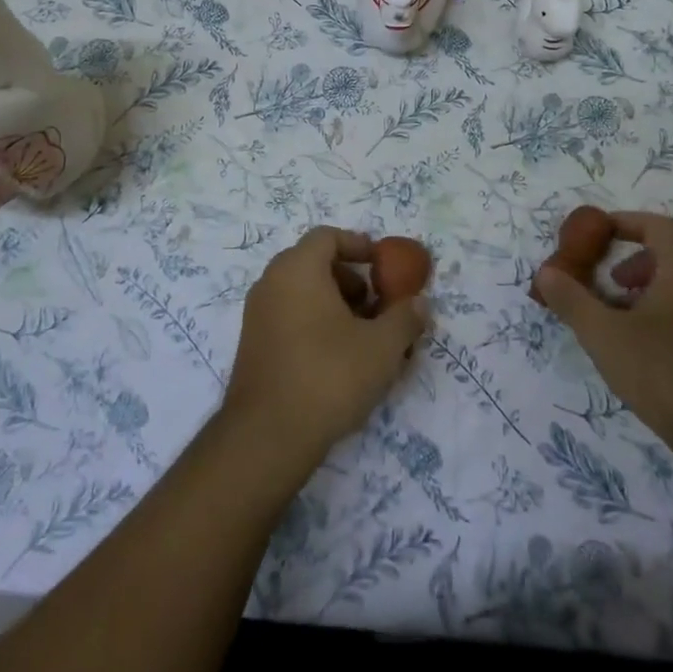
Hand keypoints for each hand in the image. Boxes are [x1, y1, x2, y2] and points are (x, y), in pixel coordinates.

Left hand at [223, 226, 428, 469]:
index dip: (358, 245)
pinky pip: (288, 317)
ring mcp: (257, 314)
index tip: (383, 265)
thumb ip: (405, 318)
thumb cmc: (329, 375)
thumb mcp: (381, 347)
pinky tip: (338, 359)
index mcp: (297, 269)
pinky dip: (314, 323)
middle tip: (376, 305)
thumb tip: (419, 303)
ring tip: (363, 337)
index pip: (327, 236)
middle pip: (314, 263)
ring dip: (334, 304)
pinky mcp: (253, 345)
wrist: (268, 435)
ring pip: (301, 293)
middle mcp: (271, 282)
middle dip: (350, 279)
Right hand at [534, 211, 672, 464]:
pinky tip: (645, 347)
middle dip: (635, 260)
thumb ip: (571, 300)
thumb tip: (545, 273)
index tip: (596, 234)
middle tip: (607, 280)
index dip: (624, 224)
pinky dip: (666, 311)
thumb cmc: (664, 371)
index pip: (657, 226)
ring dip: (650, 288)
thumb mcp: (604, 334)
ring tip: (620, 316)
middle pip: (672, 253)